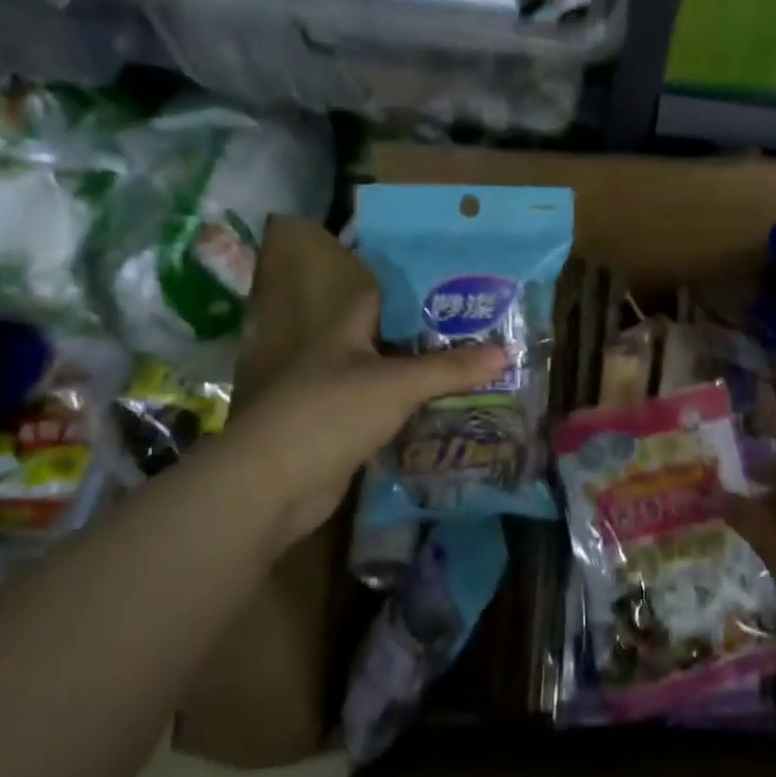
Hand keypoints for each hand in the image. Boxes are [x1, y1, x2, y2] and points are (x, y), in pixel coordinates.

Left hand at [204, 293, 507, 550]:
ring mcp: (343, 399)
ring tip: (484, 373)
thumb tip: (505, 352)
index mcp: (347, 330)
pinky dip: (419, 415)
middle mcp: (343, 358)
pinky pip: (392, 416)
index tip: (468, 290)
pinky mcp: (347, 436)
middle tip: (490, 335)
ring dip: (432, 380)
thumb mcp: (396, 384)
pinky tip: (454, 416)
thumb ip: (449, 369)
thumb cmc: (331, 414)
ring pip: (396, 381)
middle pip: (397, 340)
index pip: (388, 296)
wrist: (270, 487)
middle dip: (439, 339)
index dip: (424, 289)